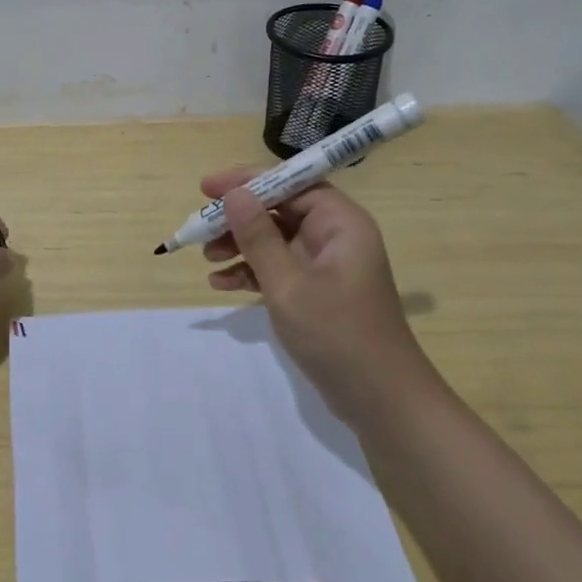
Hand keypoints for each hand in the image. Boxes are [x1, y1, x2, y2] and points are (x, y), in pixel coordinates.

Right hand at [200, 169, 423, 413]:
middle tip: (200, 228)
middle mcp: (335, 236)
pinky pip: (278, 268)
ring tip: (207, 259)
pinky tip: (222, 284)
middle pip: (280, 210)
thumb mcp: (288, 284)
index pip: (291, 183)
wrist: (381, 401)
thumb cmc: (337, 334)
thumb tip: (234, 194)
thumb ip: (258, 237)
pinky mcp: (317, 292)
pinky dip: (251, 272)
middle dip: (239, 218)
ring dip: (240, 245)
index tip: (207, 188)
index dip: (248, 181)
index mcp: (340, 222)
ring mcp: (326, 266)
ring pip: (275, 240)